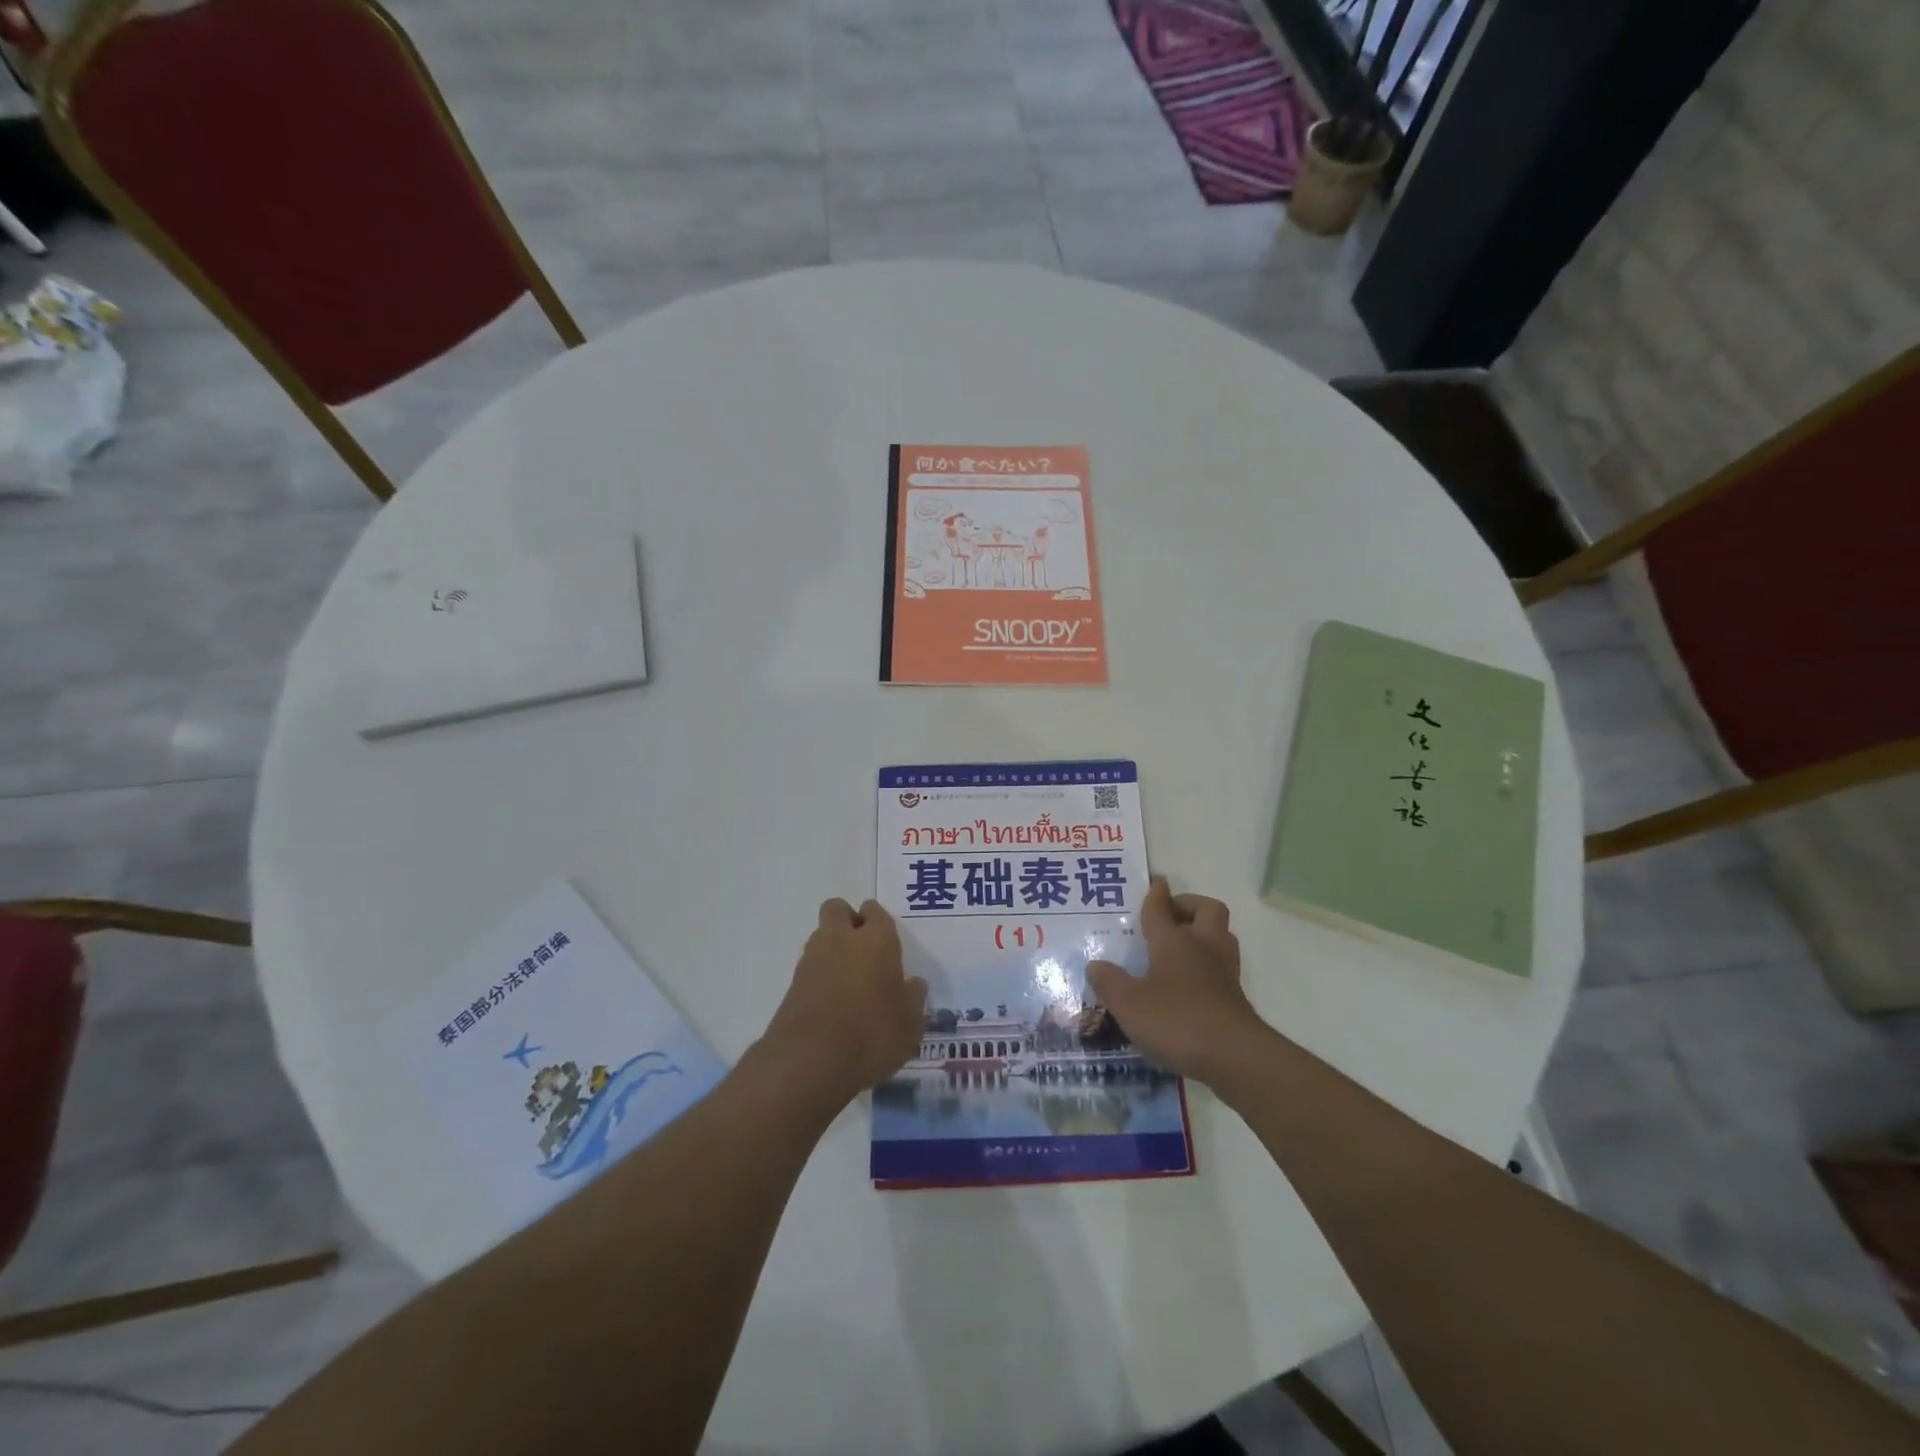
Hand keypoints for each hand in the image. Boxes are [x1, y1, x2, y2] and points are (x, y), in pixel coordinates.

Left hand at [759, 899, 927, 1105]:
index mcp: (877, 940)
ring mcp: (812, 959)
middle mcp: (842, 939)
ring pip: (821, 934)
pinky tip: (831, 1002)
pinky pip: (809, 965)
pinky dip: (819, 974)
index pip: (875, 911)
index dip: (879, 922)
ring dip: (832, 947)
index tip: (887, 944)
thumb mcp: (909, 1027)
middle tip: (864, 950)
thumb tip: (914, 984)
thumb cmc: (871, 1037)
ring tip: (848, 981)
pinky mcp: (792, 982)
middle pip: (838, 908)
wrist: (808, 1062)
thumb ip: (914, 1000)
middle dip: (848, 920)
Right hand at [1086, 877, 1263, 1084]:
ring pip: (1220, 936)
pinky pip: (1221, 967)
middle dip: (1189, 906)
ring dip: (1202, 933)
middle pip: (1207, 910)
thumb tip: (1095, 965)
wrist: (1236, 1058)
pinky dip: (1207, 966)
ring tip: (1179, 946)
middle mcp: (1202, 947)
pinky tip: (1188, 983)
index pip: (1161, 907)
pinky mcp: (1235, 997)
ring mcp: (1223, 972)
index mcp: (1173, 941)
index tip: (1155, 881)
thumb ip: (1110, 983)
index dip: (1156, 893)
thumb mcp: (1130, 1004)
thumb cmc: (1178, 1020)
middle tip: (1169, 916)